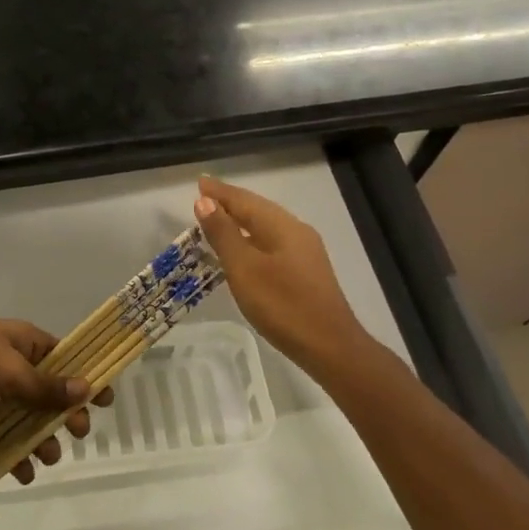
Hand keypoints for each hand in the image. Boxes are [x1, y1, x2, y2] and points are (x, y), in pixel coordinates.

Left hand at [0, 320, 113, 484]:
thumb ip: (47, 386)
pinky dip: (11, 455)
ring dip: (38, 440)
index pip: (63, 357)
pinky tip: (21, 473)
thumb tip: (86, 388)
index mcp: (23, 342)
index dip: (84, 377)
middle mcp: (10, 365)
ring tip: (46, 459)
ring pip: (24, 419)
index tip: (105, 400)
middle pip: (47, 392)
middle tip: (78, 433)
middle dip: (62, 415)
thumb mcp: (12, 371)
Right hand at [193, 177, 368, 373]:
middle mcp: (296, 232)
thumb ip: (224, 234)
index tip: (199, 182)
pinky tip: (242, 251)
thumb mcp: (244, 268)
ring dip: (240, 222)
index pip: (245, 200)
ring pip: (266, 228)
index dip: (220, 192)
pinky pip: (272, 244)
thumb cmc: (282, 305)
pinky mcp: (305, 272)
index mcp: (282, 226)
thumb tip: (205, 202)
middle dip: (230, 203)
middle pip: (258, 210)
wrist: (329, 347)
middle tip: (203, 199)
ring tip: (216, 221)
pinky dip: (251, 240)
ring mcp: (304, 252)